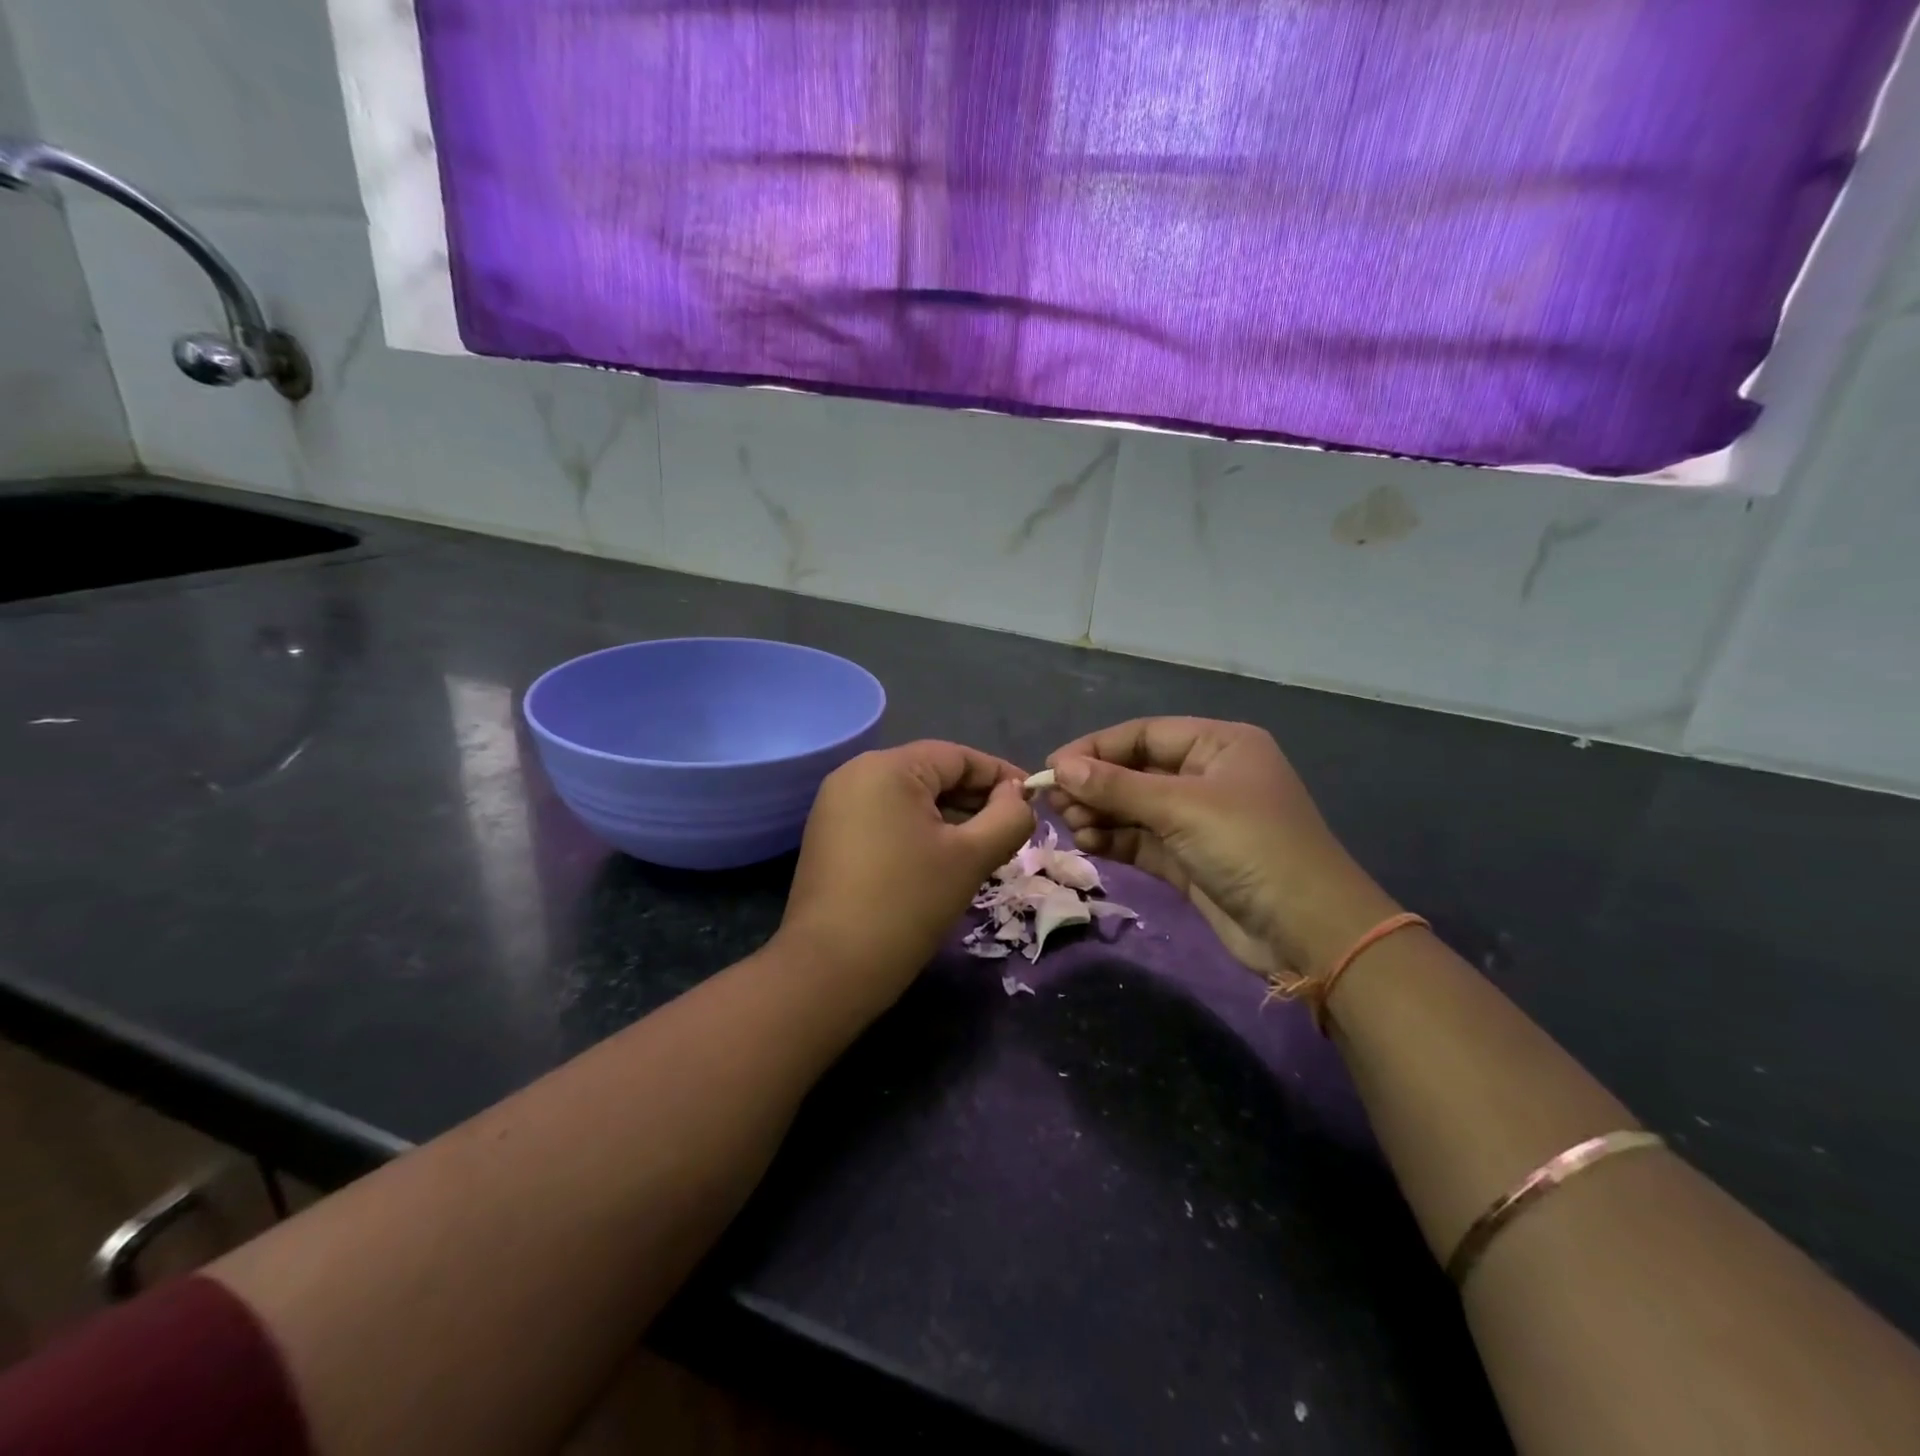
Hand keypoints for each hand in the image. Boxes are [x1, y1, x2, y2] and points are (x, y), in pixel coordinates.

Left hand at [780, 741, 1034, 996]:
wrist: (830, 969)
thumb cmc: (908, 904)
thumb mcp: (971, 857)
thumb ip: (1008, 817)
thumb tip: (1018, 796)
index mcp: (887, 767)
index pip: (957, 757)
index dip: (1001, 776)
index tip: (1034, 800)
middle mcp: (856, 773)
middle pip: (931, 773)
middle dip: (976, 799)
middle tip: (1013, 829)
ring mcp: (837, 804)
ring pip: (910, 798)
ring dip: (951, 817)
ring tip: (986, 846)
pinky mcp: (830, 834)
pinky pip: (887, 817)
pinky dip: (920, 830)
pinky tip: (945, 857)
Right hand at [1047, 718, 1398, 975]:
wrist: (1308, 931)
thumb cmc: (1250, 848)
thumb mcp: (1182, 807)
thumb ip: (1117, 786)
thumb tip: (1060, 767)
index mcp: (1219, 745)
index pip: (1144, 734)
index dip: (1096, 748)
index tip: (1052, 767)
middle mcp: (1207, 775)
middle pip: (1136, 770)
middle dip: (1095, 784)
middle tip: (1055, 804)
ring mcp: (1198, 819)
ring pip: (1134, 807)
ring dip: (1100, 813)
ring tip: (1071, 825)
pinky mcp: (1189, 858)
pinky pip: (1141, 839)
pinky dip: (1114, 839)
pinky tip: (1089, 842)